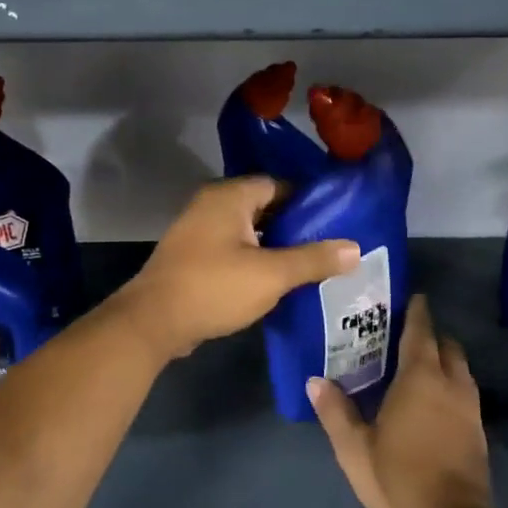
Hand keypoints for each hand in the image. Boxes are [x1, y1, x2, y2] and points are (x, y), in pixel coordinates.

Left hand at [116, 176, 357, 359]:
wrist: (152, 322)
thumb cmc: (213, 288)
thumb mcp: (271, 274)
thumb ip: (313, 259)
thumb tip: (355, 248)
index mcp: (229, 196)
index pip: (278, 185)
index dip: (308, 203)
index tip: (335, 223)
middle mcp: (211, 205)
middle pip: (264, 208)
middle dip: (294, 227)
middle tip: (328, 247)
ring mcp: (197, 231)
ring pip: (248, 232)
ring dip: (274, 247)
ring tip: (309, 267)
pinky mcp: (192, 257)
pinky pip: (232, 250)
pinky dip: (253, 261)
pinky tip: (275, 283)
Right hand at [309, 294, 493, 507]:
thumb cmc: (399, 476)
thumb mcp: (355, 448)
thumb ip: (335, 412)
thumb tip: (315, 381)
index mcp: (420, 378)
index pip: (421, 332)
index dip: (417, 313)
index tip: (413, 298)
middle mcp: (450, 383)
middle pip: (447, 346)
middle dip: (431, 336)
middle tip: (406, 336)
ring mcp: (470, 407)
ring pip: (460, 369)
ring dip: (444, 360)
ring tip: (419, 366)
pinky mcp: (478, 430)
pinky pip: (465, 391)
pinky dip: (451, 384)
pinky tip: (434, 401)